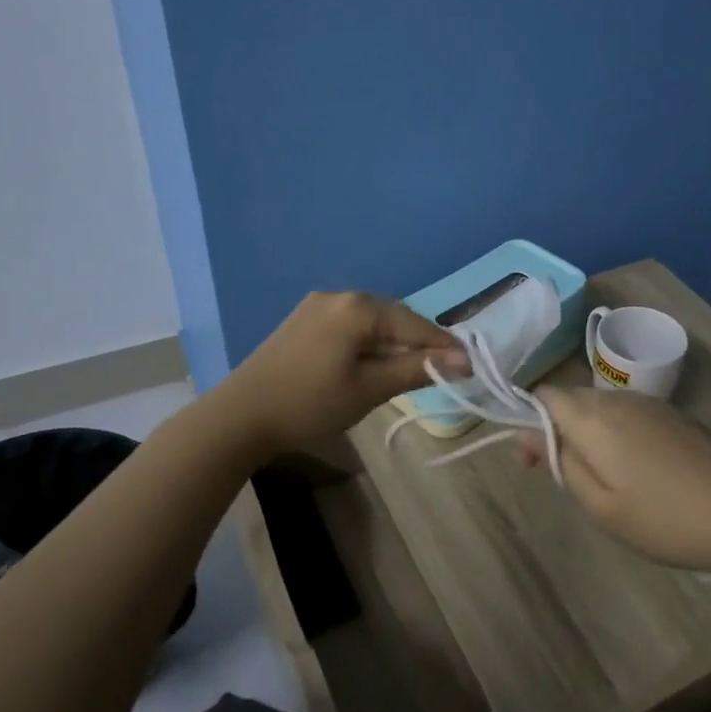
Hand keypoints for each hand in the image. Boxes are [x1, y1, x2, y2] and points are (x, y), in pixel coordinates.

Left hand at [225, 292, 465, 457]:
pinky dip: (369, 344)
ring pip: (372, 323)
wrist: (240, 416)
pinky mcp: (303, 321)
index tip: (470, 368)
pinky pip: (350, 327)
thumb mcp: (370, 388)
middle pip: (395, 318)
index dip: (445, 347)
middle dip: (420, 344)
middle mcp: (340, 296)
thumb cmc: (310, 403)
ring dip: (395, 345)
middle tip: (443, 372)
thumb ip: (417, 369)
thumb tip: (462, 360)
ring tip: (412, 371)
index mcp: (359, 307)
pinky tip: (373, 365)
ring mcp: (318, 306)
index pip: (416, 324)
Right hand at [517, 387, 710, 577]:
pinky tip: (635, 472)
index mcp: (595, 418)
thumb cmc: (667, 518)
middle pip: (572, 399)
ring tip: (600, 481)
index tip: (532, 463)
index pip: (544, 395)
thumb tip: (528, 434)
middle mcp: (620, 400)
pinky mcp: (676, 417)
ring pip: (601, 407)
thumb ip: (562, 464)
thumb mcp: (602, 506)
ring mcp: (652, 405)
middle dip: (555, 430)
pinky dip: (615, 435)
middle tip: (563, 479)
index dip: (527, 422)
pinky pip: (628, 415)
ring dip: (586, 434)